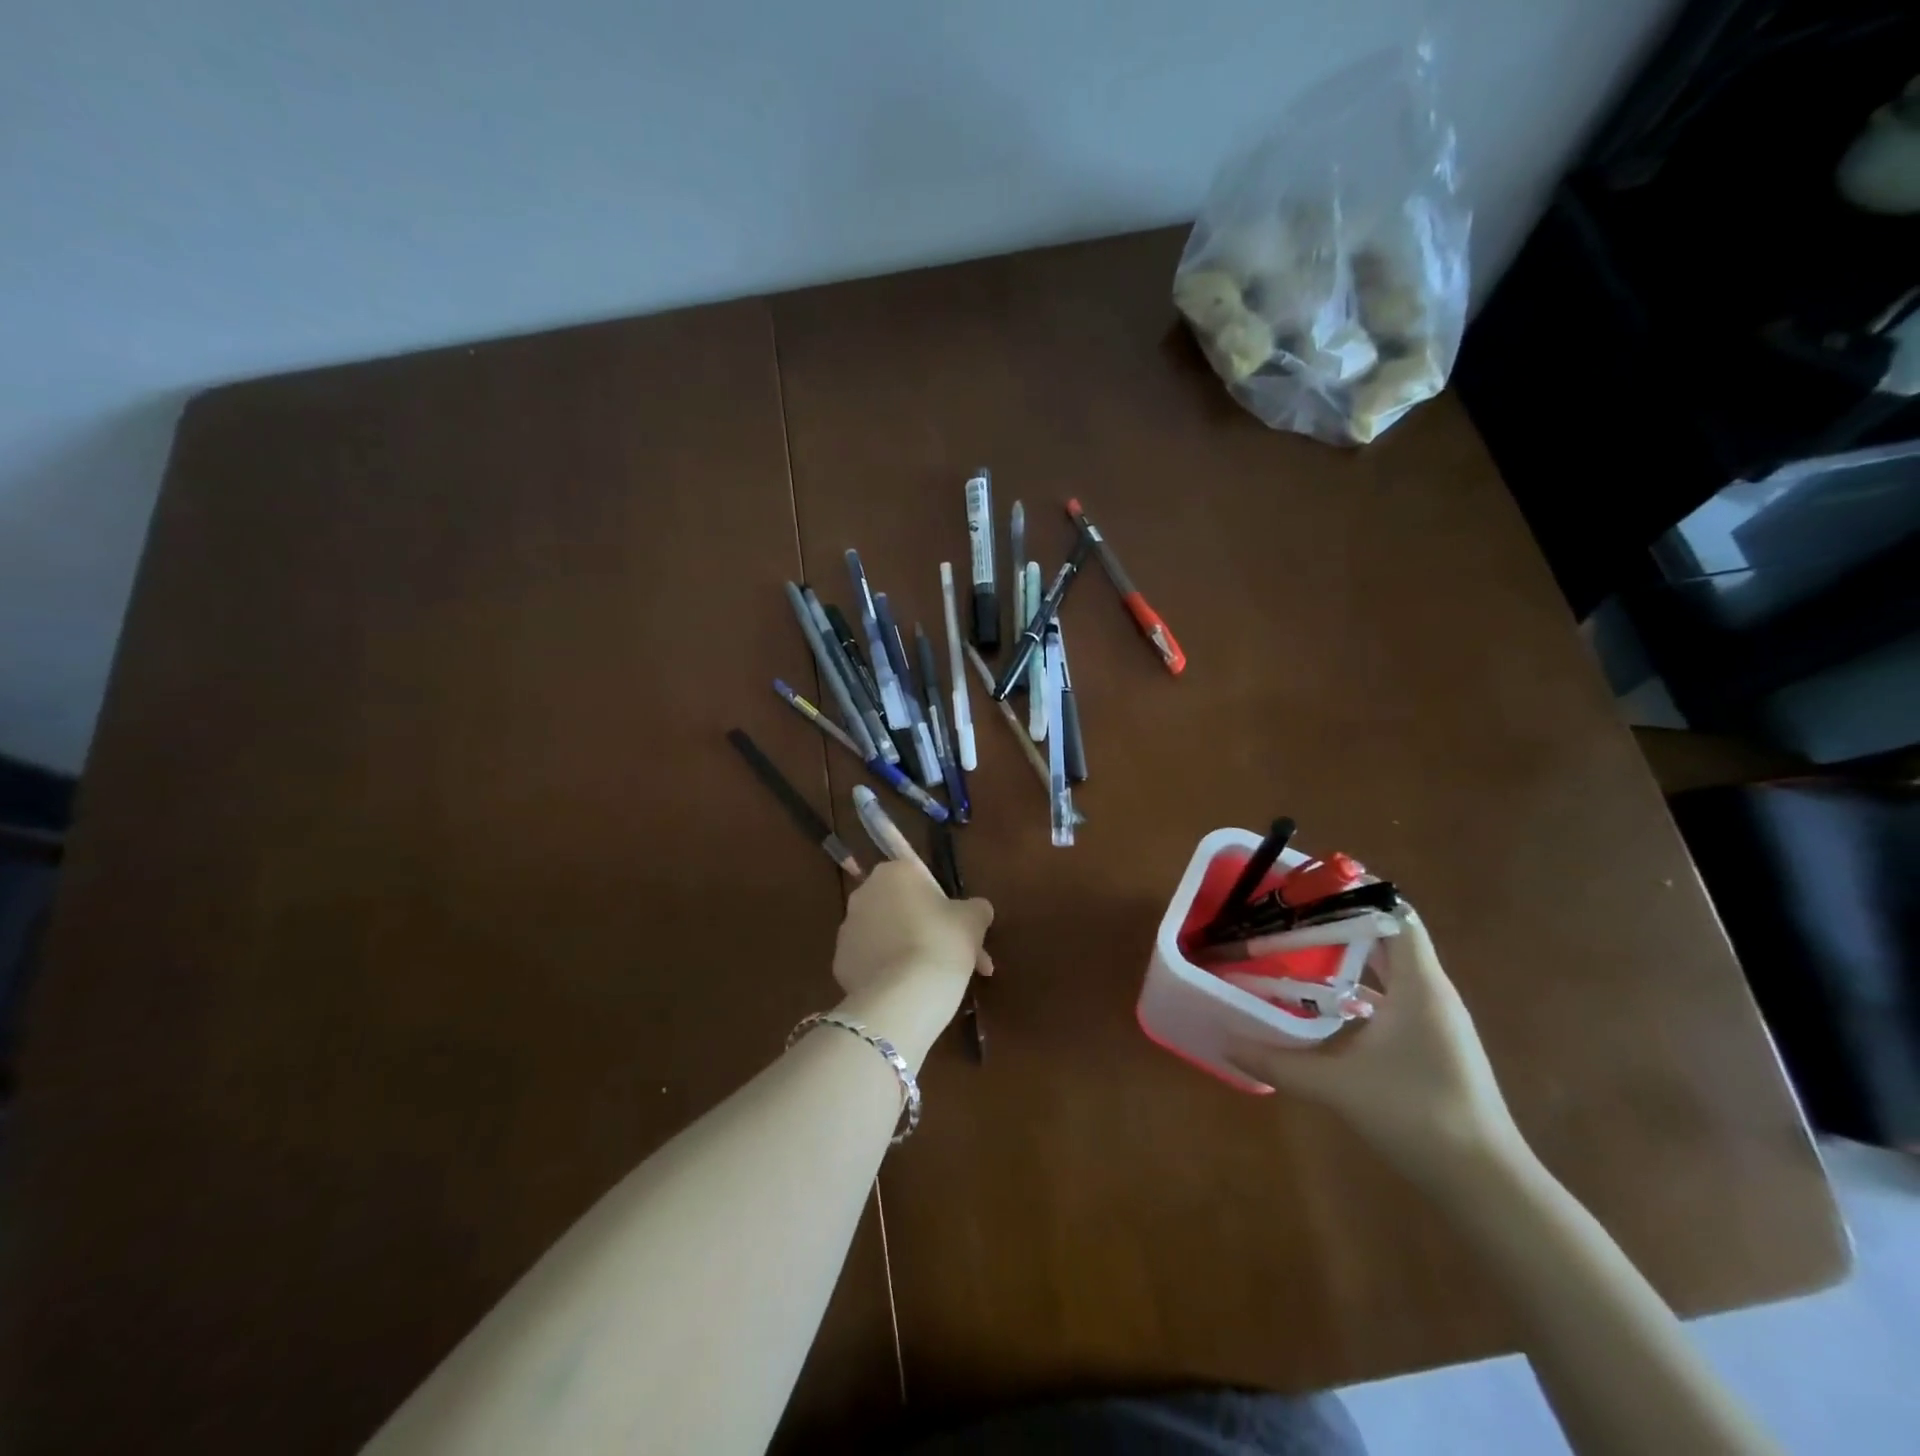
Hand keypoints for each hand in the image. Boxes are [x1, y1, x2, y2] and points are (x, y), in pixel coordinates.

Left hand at [831, 863, 992, 1060]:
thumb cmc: (943, 943)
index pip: (922, 881)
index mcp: (895, 872)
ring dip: (909, 951)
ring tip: (936, 983)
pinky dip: (889, 973)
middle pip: (903, 908)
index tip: (963, 932)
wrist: (905, 996)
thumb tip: (978, 910)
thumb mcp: (974, 920)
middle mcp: (864, 894)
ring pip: (887, 936)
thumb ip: (977, 908)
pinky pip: (871, 962)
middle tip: (956, 958)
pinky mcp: (840, 963)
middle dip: (928, 930)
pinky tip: (909, 992)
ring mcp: (848, 929)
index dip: (945, 907)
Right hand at [1227, 910, 1522, 1181]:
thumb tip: (1226, 1042)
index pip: (1396, 914)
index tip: (1309, 888)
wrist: (1487, 1185)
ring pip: (1387, 970)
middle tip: (1288, 917)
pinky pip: (1390, 998)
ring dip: (1345, 958)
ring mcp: (1433, 1020)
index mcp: (1419, 984)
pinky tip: (1320, 1004)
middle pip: (1387, 937)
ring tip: (1294, 951)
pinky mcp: (1430, 1044)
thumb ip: (1277, 1062)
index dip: (1357, 893)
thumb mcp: (1337, 1086)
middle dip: (1339, 923)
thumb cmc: (1417, 1116)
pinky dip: (1356, 990)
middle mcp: (1430, 992)